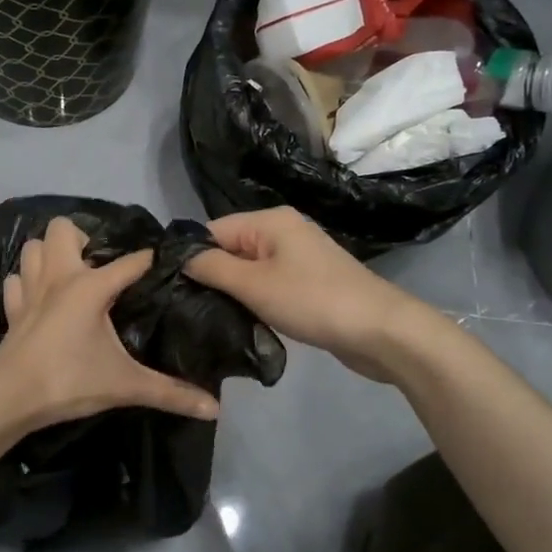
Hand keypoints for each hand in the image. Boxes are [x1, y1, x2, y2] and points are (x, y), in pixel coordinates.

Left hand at [0, 217, 218, 432]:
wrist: (8, 398)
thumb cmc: (69, 381)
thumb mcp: (125, 385)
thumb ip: (170, 393)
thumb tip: (215, 408)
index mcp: (90, 286)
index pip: (130, 262)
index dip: (149, 259)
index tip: (166, 261)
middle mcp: (58, 276)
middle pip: (63, 229)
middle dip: (82, 238)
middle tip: (100, 265)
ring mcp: (30, 289)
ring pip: (34, 247)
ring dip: (50, 253)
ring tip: (70, 272)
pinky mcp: (12, 308)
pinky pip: (17, 279)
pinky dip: (27, 280)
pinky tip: (41, 296)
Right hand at [183, 207, 435, 381]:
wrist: (380, 331)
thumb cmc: (313, 301)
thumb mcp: (254, 285)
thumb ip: (212, 267)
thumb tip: (179, 257)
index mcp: (270, 221)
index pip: (213, 230)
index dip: (191, 257)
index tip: (171, 288)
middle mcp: (283, 230)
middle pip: (231, 248)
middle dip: (212, 276)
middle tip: (189, 308)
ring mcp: (299, 257)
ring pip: (250, 270)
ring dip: (234, 292)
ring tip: (212, 317)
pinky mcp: (309, 282)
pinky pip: (269, 284)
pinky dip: (256, 300)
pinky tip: (245, 321)